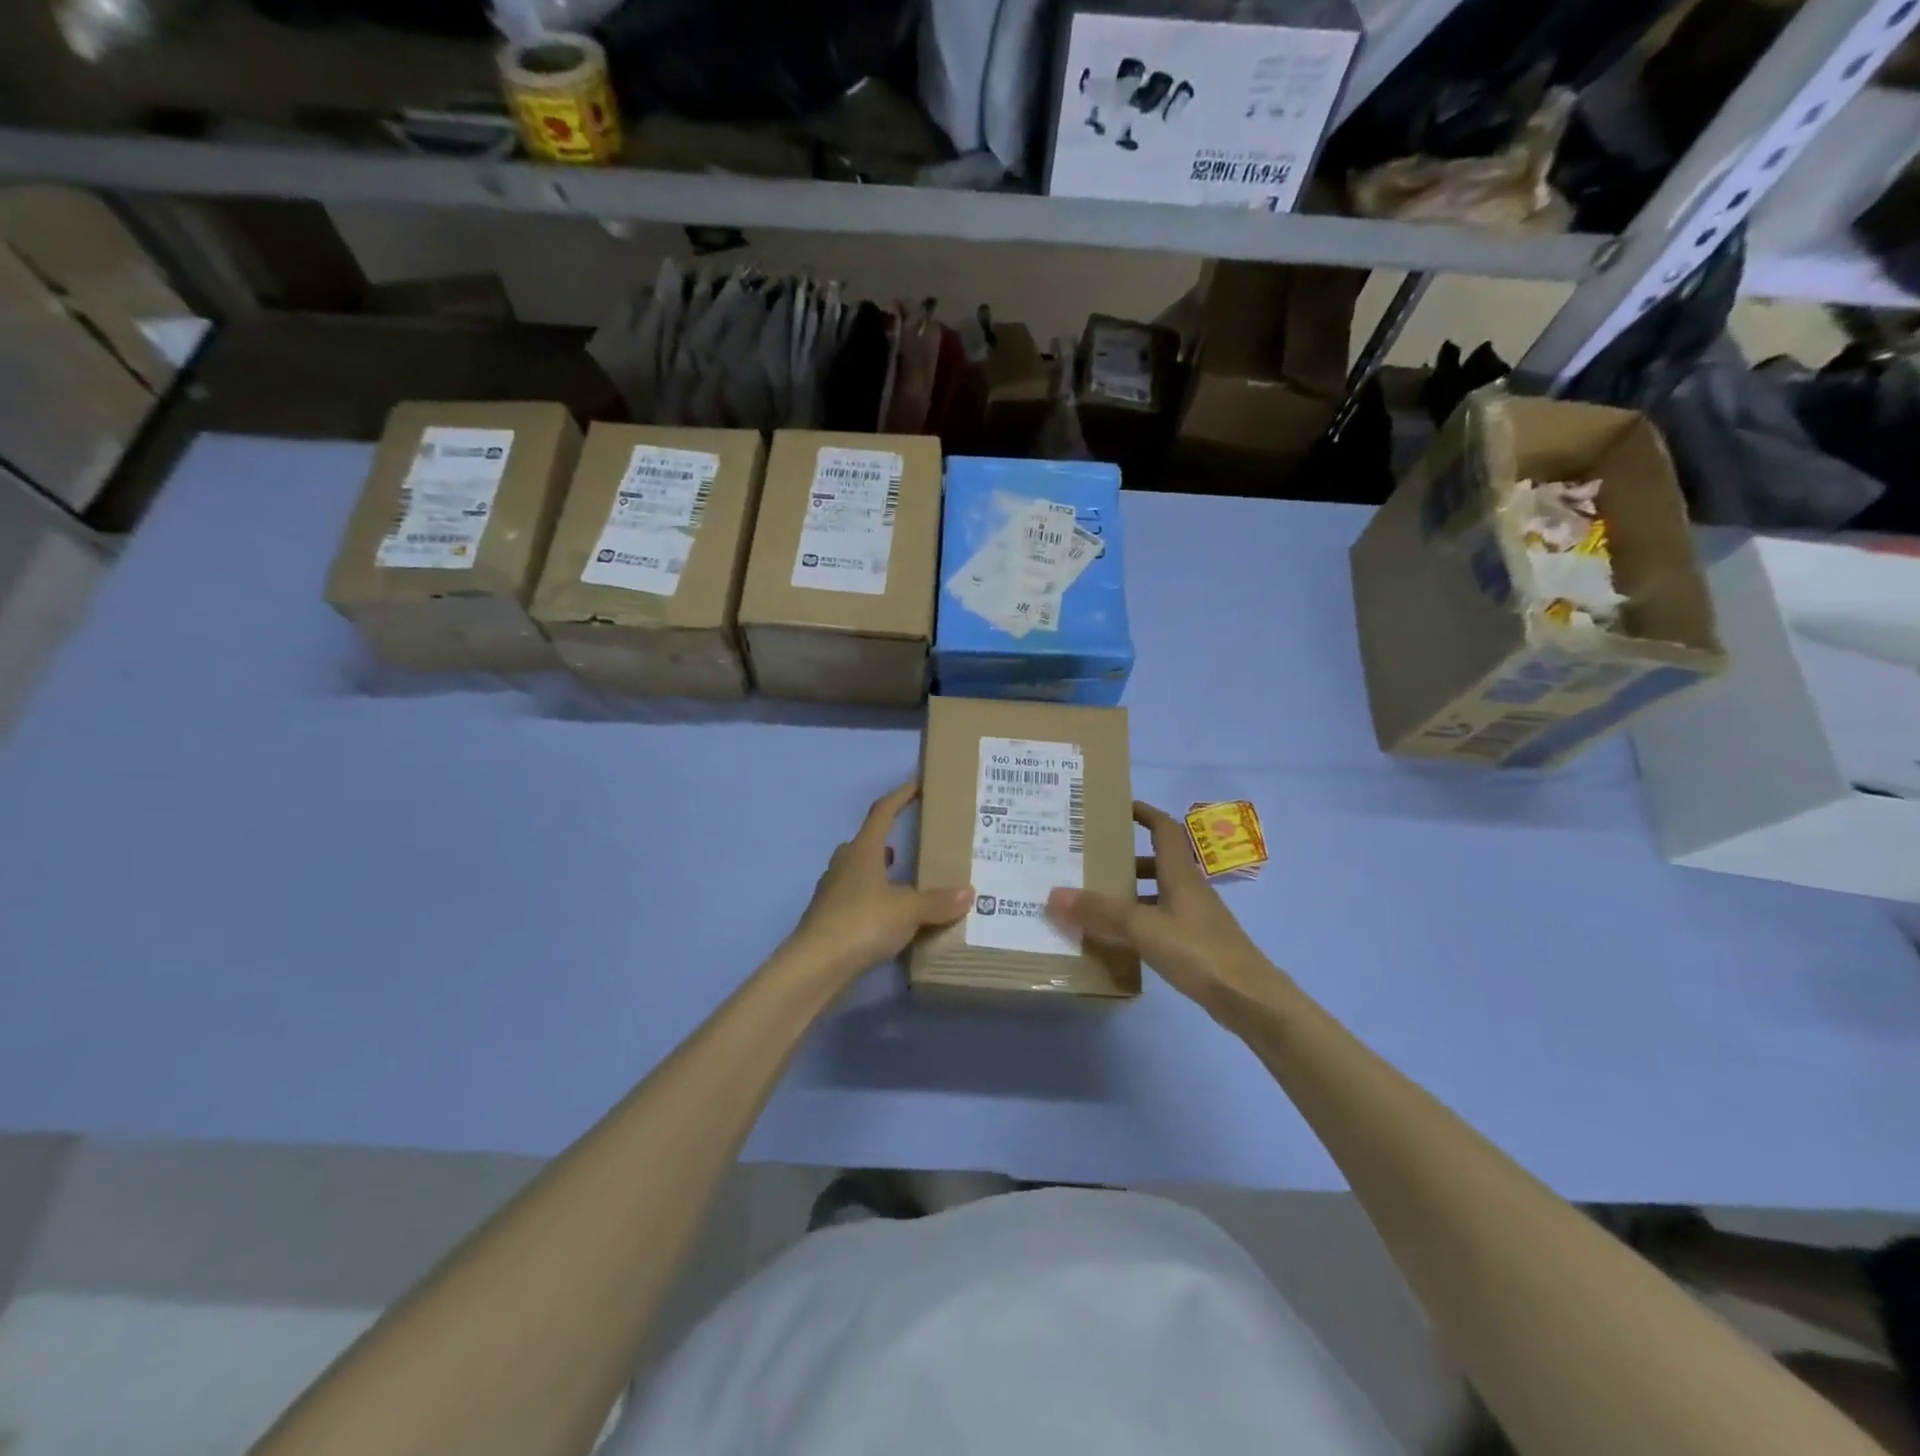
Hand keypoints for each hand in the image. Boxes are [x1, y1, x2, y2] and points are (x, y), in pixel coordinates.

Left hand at [788, 782, 974, 980]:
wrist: (815, 966)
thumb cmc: (862, 922)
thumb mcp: (908, 911)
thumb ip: (938, 902)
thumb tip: (969, 892)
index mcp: (863, 851)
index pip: (882, 812)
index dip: (901, 796)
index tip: (918, 785)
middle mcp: (844, 865)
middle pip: (865, 842)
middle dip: (885, 840)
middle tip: (910, 845)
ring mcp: (832, 892)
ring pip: (857, 872)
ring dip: (878, 872)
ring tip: (904, 882)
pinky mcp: (829, 919)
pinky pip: (855, 899)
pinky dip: (873, 901)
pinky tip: (889, 917)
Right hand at [1047, 800, 1282, 1017]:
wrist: (1248, 998)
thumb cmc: (1198, 951)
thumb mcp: (1143, 928)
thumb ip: (1100, 912)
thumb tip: (1054, 894)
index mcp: (1180, 873)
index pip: (1163, 828)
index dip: (1143, 812)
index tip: (1116, 807)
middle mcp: (1188, 888)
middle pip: (1156, 861)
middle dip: (1125, 858)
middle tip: (1090, 860)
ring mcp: (1194, 917)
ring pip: (1156, 893)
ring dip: (1129, 892)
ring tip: (1095, 900)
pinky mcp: (1195, 943)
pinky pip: (1160, 920)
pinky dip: (1138, 921)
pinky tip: (1117, 938)